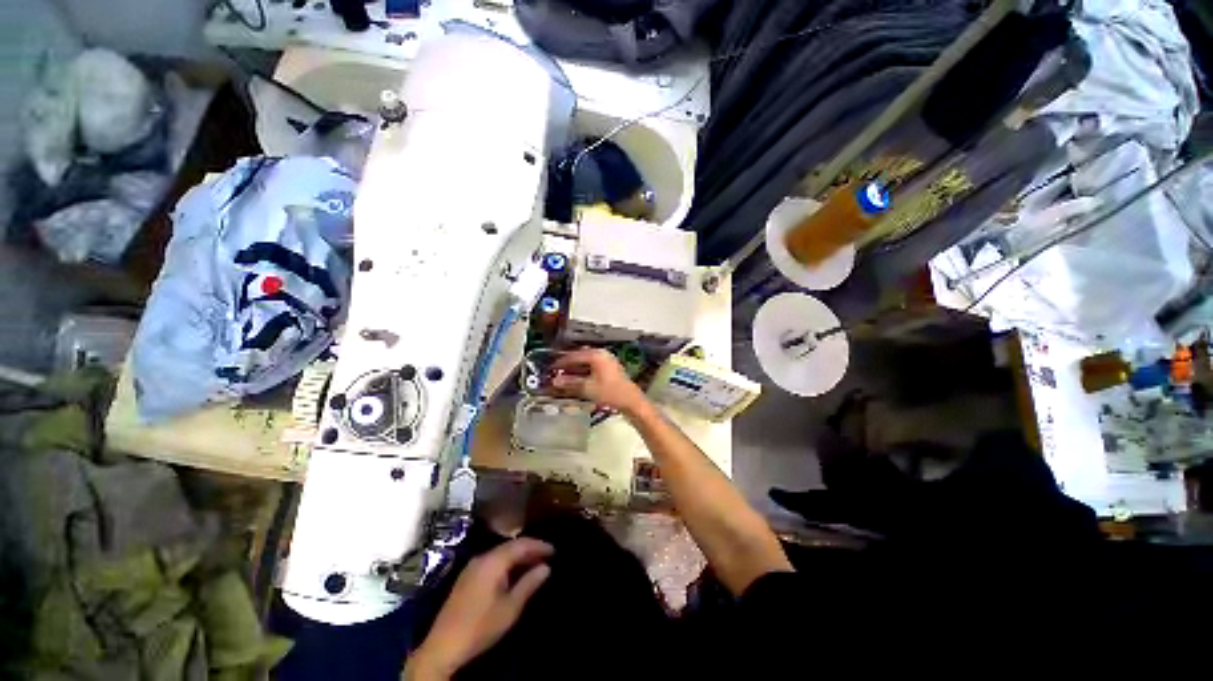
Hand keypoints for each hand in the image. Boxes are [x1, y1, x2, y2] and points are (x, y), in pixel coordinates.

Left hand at [406, 539, 553, 679]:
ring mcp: (473, 566)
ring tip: (534, 564)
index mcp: (493, 561)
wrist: (443, 646)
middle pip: (511, 546)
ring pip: (501, 553)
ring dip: (518, 556)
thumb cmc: (481, 626)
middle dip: (530, 549)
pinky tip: (514, 573)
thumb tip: (546, 567)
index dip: (539, 545)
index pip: (521, 544)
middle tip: (547, 556)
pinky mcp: (467, 576)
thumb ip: (529, 584)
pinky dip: (507, 563)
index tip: (554, 550)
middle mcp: (482, 557)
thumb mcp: (510, 608)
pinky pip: (493, 561)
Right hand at [550, 348, 648, 415]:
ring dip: (575, 368)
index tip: (550, 368)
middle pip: (580, 356)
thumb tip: (554, 381)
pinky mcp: (610, 368)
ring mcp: (607, 360)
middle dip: (568, 364)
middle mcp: (602, 354)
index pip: (574, 356)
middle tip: (556, 371)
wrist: (630, 401)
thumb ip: (570, 383)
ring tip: (564, 376)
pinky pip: (593, 366)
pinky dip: (584, 371)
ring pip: (586, 361)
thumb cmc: (609, 392)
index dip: (561, 362)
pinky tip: (577, 379)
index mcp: (596, 355)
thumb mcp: (587, 388)